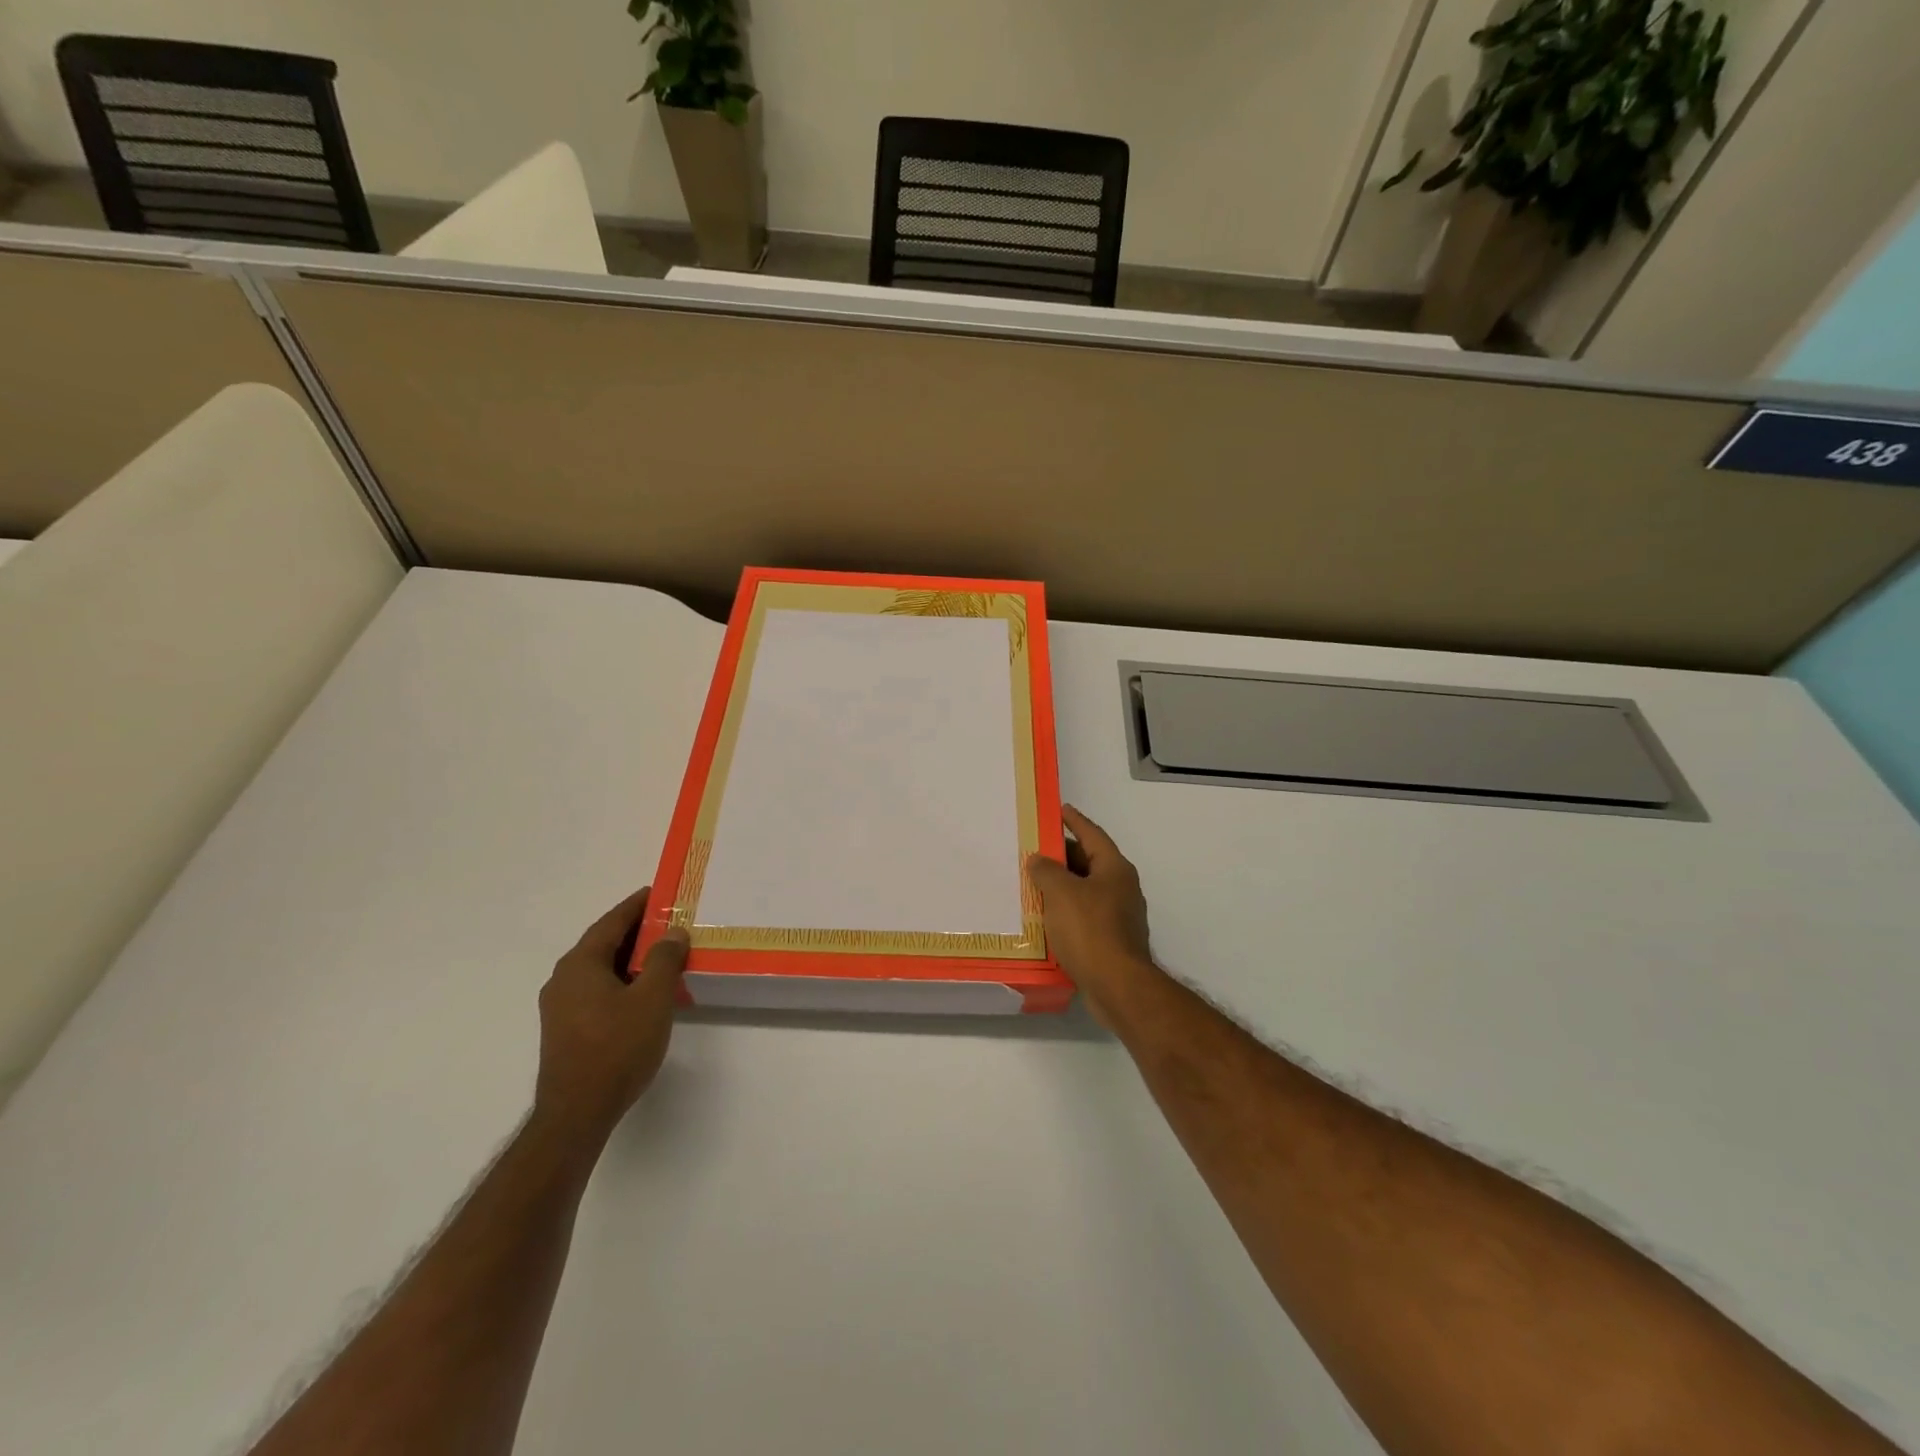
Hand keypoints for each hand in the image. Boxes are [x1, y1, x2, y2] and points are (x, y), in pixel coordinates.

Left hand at [534, 887, 688, 1146]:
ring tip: (662, 954)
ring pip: (599, 969)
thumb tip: (672, 932)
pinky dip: (620, 979)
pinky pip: (596, 989)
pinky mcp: (565, 1029)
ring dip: (628, 958)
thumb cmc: (616, 1048)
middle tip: (668, 921)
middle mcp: (563, 979)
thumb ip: (663, 959)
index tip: (659, 893)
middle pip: (602, 943)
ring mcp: (560, 1006)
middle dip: (635, 931)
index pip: (611, 922)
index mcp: (580, 964)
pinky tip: (642, 991)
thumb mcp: (652, 998)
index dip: (636, 906)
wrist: (577, 1113)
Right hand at [1027, 805, 1163, 1024]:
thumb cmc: (1090, 930)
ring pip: (1085, 892)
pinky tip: (1045, 918)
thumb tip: (1039, 859)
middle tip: (1036, 849)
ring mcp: (1119, 917)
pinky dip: (1065, 912)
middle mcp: (1121, 888)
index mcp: (1115, 869)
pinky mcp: (1111, 941)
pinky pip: (1084, 917)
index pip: (1093, 835)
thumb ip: (1047, 871)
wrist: (1118, 986)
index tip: (1060, 809)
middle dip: (1063, 856)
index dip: (1075, 821)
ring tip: (1034, 883)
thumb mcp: (1061, 893)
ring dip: (1062, 886)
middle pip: (1089, 863)